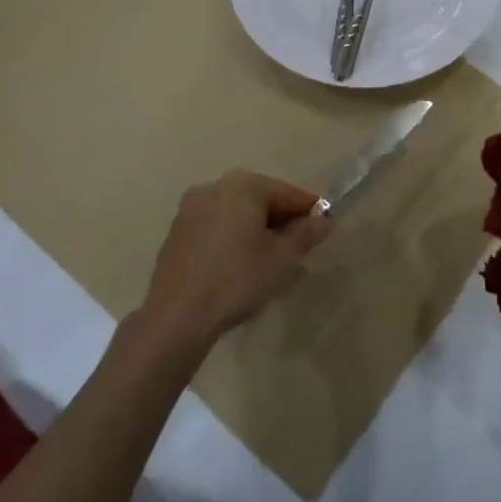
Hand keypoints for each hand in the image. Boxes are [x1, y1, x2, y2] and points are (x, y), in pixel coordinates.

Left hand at [140, 172, 330, 347]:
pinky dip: (233, 241)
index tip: (324, 230)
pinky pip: (216, 229)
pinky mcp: (176, 234)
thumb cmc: (238, 279)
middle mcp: (214, 188)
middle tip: (298, 251)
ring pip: (237, 216)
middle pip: (260, 201)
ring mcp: (191, 210)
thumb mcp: (283, 259)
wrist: (177, 316)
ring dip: (257, 233)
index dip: (309, 212)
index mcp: (243, 185)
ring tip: (271, 264)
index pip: (287, 193)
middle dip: (281, 223)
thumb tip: (324, 220)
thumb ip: (306, 234)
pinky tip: (240, 269)